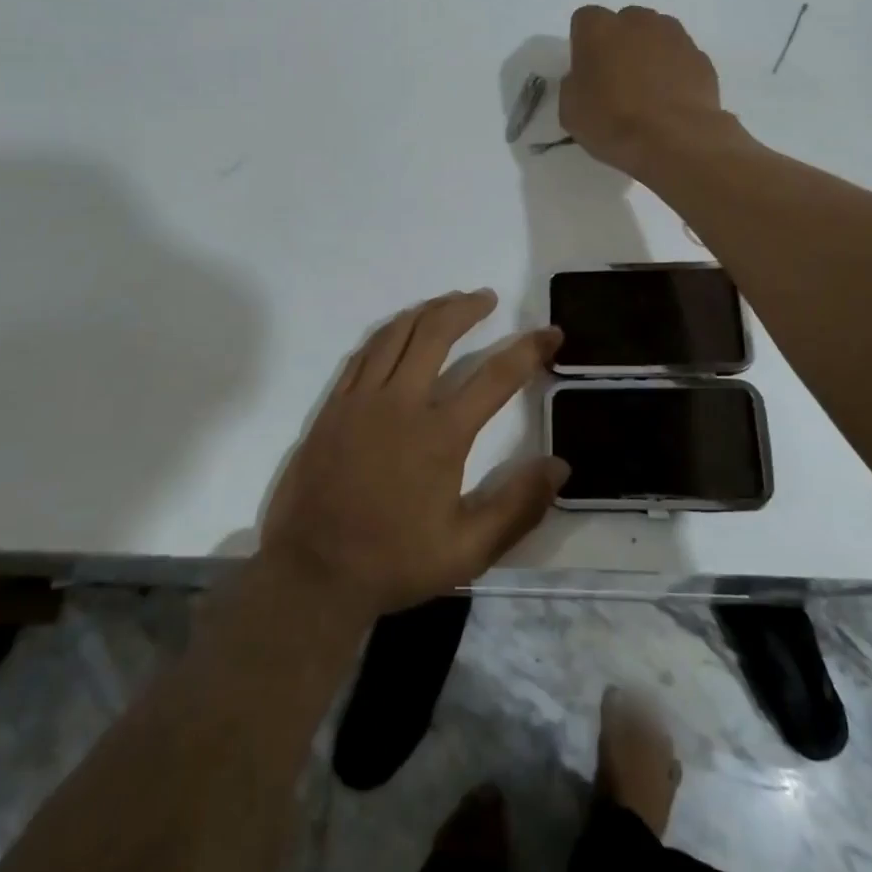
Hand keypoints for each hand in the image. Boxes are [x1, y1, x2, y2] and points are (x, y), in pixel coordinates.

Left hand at [260, 290, 567, 615]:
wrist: (313, 573)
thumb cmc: (394, 562)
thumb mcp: (468, 551)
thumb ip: (517, 507)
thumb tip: (559, 466)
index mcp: (440, 435)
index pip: (496, 377)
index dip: (529, 349)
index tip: (550, 333)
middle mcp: (402, 404)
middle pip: (437, 334)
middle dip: (467, 308)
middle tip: (487, 298)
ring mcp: (362, 400)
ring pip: (397, 334)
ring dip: (427, 310)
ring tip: (449, 301)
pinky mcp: (334, 406)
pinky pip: (364, 352)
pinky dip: (388, 332)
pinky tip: (399, 330)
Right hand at [562, 6, 730, 176]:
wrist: (675, 140)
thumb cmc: (612, 122)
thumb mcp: (570, 110)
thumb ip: (575, 84)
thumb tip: (586, 79)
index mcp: (599, 28)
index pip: (585, 20)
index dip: (584, 45)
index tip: (587, 71)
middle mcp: (638, 21)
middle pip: (624, 23)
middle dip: (620, 44)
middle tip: (617, 81)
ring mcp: (675, 36)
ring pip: (656, 36)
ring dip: (649, 55)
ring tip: (648, 92)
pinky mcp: (701, 57)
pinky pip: (680, 58)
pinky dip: (674, 72)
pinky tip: (670, 102)